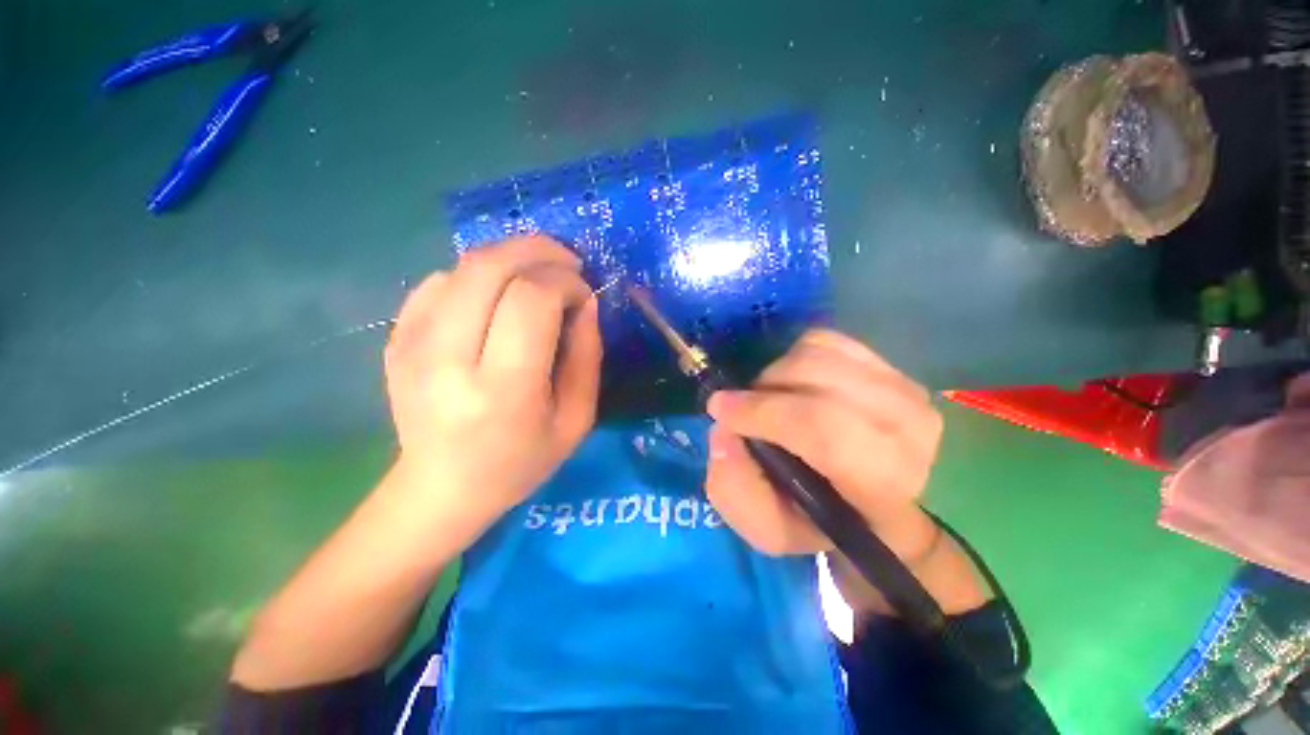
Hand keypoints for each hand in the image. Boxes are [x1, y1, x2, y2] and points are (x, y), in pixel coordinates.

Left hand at [384, 235, 601, 533]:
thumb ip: (588, 356)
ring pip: (465, 266)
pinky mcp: (396, 338)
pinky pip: (440, 281)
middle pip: (490, 267)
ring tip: (537, 280)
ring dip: (511, 260)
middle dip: (538, 251)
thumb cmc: (520, 461)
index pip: (532, 300)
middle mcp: (447, 359)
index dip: (565, 282)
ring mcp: (411, 344)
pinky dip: (479, 277)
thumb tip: (586, 302)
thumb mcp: (576, 419)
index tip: (584, 295)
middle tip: (567, 263)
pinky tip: (496, 299)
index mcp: (501, 390)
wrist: (441, 488)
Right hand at [705, 329, 942, 560]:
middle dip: (764, 390)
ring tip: (769, 399)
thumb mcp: (770, 529)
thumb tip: (724, 431)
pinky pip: (827, 340)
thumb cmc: (822, 520)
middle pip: (819, 380)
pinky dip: (795, 355)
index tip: (720, 409)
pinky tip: (792, 382)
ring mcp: (904, 388)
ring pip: (820, 354)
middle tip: (744, 409)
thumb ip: (737, 491)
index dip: (764, 413)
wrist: (879, 503)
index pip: (824, 430)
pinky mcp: (890, 365)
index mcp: (884, 486)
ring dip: (777, 373)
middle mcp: (910, 431)